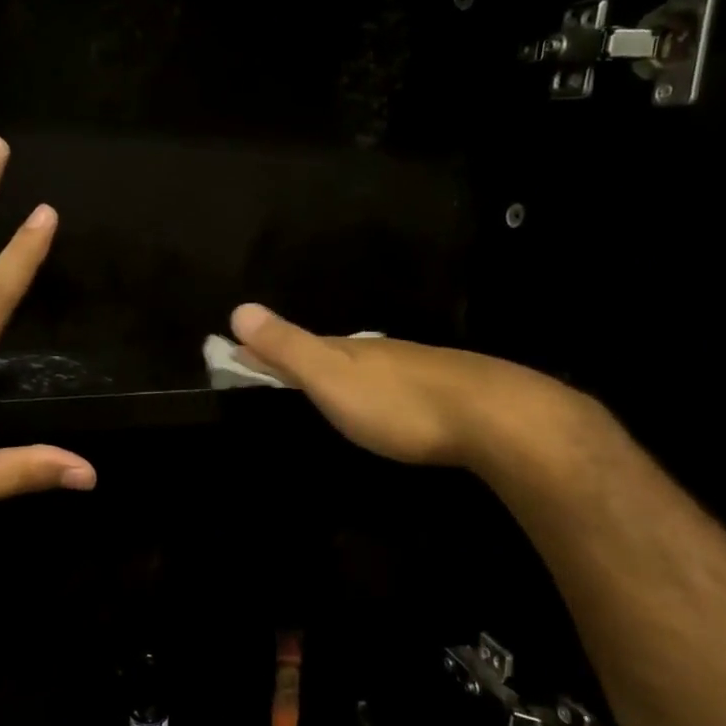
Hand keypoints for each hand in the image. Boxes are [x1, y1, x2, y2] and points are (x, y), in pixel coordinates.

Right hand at [228, 303, 599, 473]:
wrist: (489, 416)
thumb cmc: (397, 401)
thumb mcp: (331, 376)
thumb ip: (288, 348)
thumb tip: (238, 308)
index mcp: (345, 349)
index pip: (294, 343)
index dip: (264, 347)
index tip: (236, 351)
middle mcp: (376, 352)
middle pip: (328, 350)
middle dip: (300, 357)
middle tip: (275, 368)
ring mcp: (412, 368)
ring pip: (364, 365)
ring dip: (338, 372)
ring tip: (322, 385)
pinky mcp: (441, 391)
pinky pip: (391, 383)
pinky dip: (371, 387)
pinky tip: (380, 399)